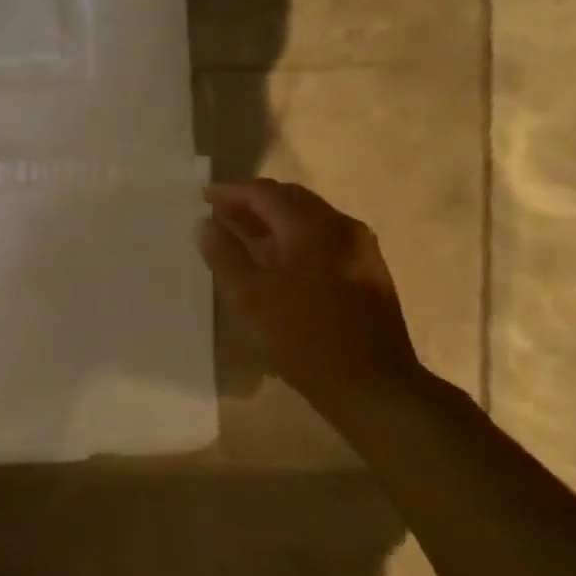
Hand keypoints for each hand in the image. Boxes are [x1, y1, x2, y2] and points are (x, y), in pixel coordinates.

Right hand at [196, 180, 422, 418]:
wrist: (370, 383)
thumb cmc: (303, 337)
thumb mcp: (251, 297)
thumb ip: (224, 255)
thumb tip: (205, 225)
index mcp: (313, 227)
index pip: (266, 194)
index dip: (232, 193)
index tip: (205, 198)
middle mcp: (342, 228)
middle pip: (292, 200)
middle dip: (254, 204)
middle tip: (221, 215)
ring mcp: (360, 249)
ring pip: (309, 220)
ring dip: (274, 222)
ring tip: (243, 237)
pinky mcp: (367, 271)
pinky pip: (323, 240)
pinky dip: (293, 240)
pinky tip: (276, 262)